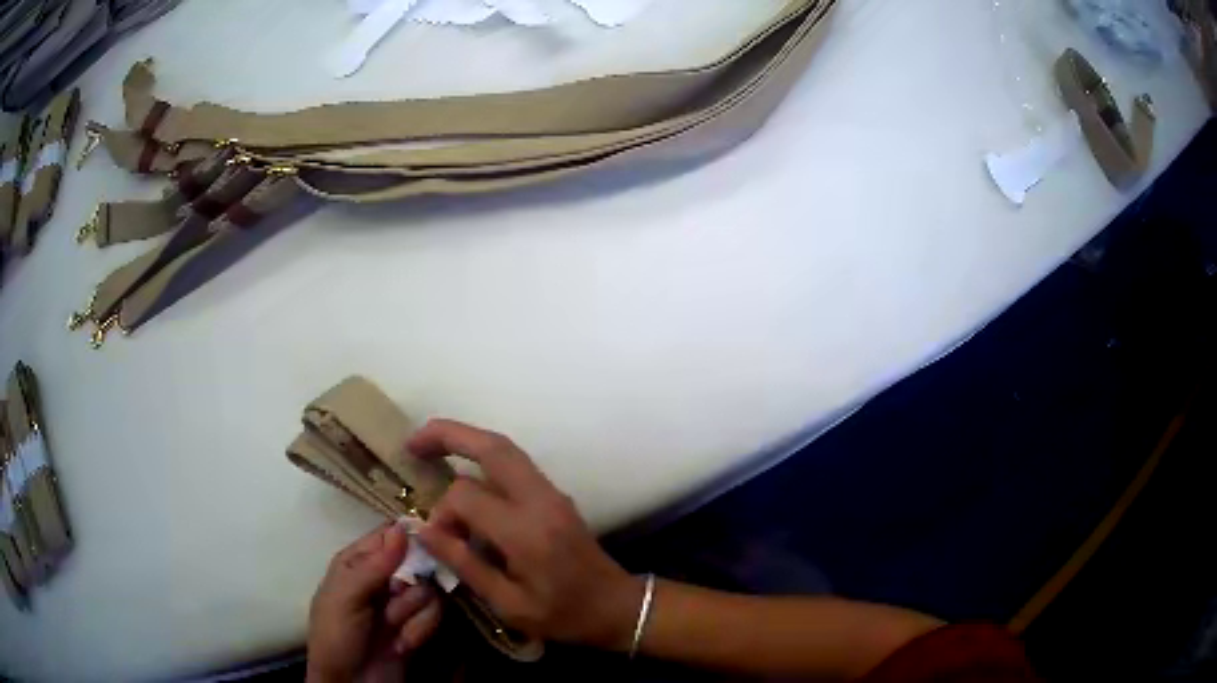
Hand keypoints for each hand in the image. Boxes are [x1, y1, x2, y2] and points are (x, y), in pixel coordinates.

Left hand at [307, 524, 442, 682]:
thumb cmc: (336, 635)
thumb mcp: (345, 598)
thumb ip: (374, 565)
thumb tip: (402, 528)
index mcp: (357, 562)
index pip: (390, 535)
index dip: (411, 537)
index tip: (431, 544)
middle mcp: (383, 578)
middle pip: (419, 562)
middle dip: (411, 586)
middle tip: (397, 599)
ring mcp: (401, 604)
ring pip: (430, 591)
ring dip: (414, 614)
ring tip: (393, 630)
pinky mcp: (418, 626)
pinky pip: (435, 616)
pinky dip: (421, 631)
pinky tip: (402, 645)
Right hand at [411, 420, 642, 650]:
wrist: (618, 606)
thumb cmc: (564, 615)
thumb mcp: (509, 604)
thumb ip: (465, 564)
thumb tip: (423, 530)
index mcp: (526, 532)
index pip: (466, 496)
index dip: (441, 512)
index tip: (438, 539)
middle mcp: (540, 501)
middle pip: (492, 447)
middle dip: (448, 435)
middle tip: (413, 443)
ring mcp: (552, 493)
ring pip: (505, 448)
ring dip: (466, 440)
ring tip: (430, 447)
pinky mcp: (555, 495)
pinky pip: (515, 463)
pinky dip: (484, 457)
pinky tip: (464, 470)